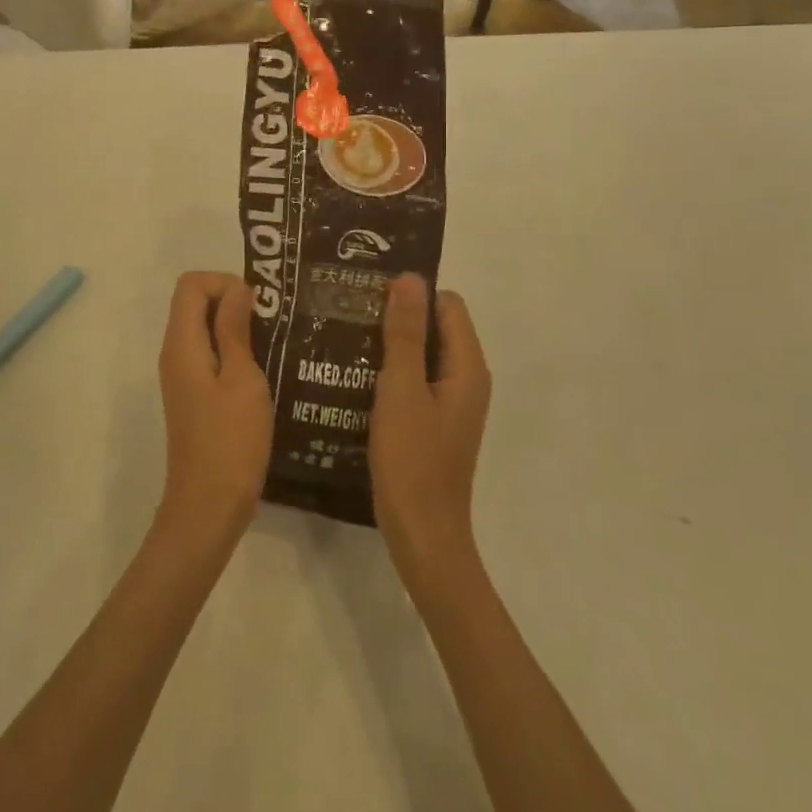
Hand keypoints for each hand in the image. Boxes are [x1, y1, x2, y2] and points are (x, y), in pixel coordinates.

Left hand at [155, 272, 273, 552]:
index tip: (258, 306)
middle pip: (194, 302)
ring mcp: (181, 375)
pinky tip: (262, 370)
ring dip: (235, 327)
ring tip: (274, 343)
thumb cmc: (231, 441)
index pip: (191, 284)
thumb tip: (237, 288)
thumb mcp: (242, 379)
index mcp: (182, 343)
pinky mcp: (192, 394)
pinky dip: (232, 350)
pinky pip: (208, 353)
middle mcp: (175, 352)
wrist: (208, 507)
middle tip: (272, 323)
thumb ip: (235, 329)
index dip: (224, 283)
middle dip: (232, 301)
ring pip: (202, 328)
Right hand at [369, 274, 491, 586]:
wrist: (421, 534)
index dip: (412, 293)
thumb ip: (405, 333)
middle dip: (396, 314)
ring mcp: (449, 403)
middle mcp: (465, 379)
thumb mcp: (401, 388)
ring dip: (388, 342)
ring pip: (421, 354)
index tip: (369, 290)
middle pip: (435, 327)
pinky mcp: (432, 421)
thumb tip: (410, 277)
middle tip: (349, 308)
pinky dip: (389, 369)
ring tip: (344, 334)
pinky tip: (354, 373)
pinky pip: (413, 379)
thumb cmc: (412, 459)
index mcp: (467, 367)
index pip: (447, 305)